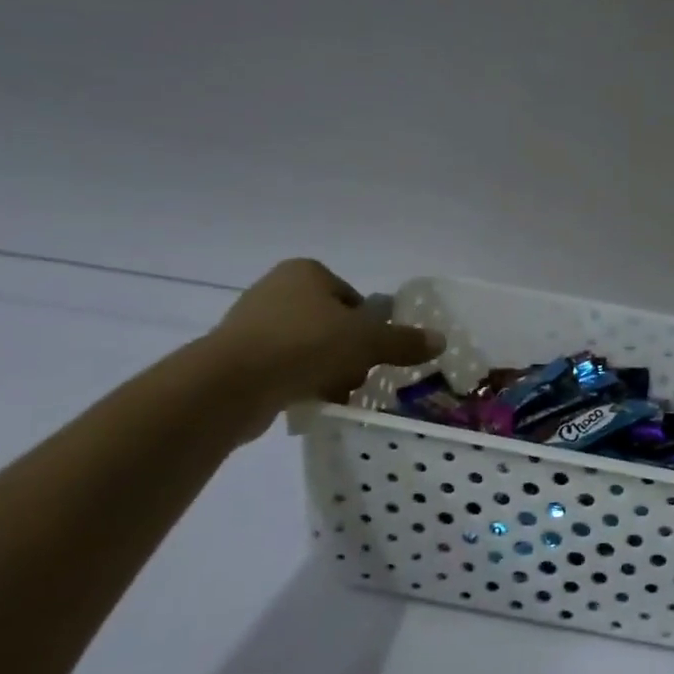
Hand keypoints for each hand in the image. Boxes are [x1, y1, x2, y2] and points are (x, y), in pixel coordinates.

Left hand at [207, 260, 443, 437]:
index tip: (372, 352)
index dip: (368, 326)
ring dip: (325, 369)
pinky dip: (298, 382)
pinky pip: (282, 368)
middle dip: (347, 352)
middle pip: (331, 324)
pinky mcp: (236, 357)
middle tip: (357, 375)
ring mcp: (252, 323)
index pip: (353, 298)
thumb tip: (441, 340)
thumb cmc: (305, 345)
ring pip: (307, 347)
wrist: (232, 383)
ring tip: (335, 392)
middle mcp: (276, 289)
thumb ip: (403, 341)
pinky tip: (308, 401)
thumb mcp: (366, 341)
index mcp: (306, 272)